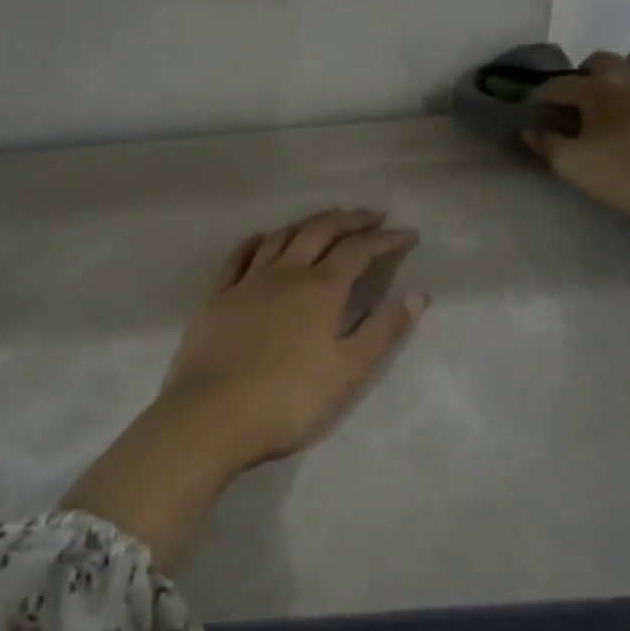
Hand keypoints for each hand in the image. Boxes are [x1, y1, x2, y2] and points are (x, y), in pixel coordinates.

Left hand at [160, 208, 427, 467]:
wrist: (211, 416)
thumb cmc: (288, 400)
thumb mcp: (347, 371)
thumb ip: (383, 330)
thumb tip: (418, 294)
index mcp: (320, 289)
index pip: (359, 251)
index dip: (386, 239)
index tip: (408, 234)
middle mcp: (285, 274)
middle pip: (320, 232)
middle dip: (350, 219)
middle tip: (372, 215)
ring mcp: (247, 282)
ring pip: (281, 237)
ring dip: (308, 222)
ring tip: (326, 219)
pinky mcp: (218, 297)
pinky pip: (240, 256)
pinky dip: (258, 241)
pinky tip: (263, 238)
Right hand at [525, 48, 629, 238]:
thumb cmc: (629, 180)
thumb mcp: (575, 168)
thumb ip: (547, 145)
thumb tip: (530, 129)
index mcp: (599, 89)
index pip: (558, 84)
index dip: (541, 97)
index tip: (534, 112)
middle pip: (602, 60)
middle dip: (585, 77)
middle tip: (581, 105)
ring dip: (627, 75)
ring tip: (623, 104)